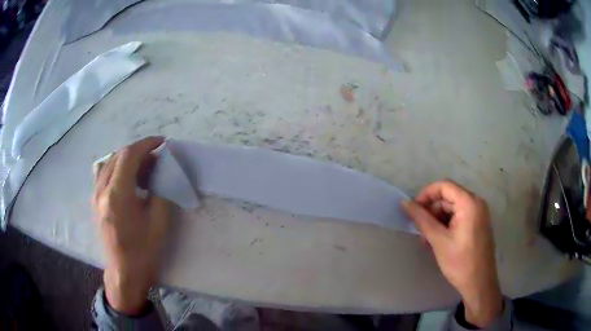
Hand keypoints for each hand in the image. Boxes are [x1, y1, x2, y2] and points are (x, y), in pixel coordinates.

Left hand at [93, 137, 170, 314]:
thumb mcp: (159, 222)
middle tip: (156, 159)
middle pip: (118, 156)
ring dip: (128, 159)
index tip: (161, 142)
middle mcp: (102, 190)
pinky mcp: (95, 202)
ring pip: (110, 163)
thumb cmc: (143, 251)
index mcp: (117, 195)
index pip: (129, 155)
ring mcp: (96, 195)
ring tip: (144, 168)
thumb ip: (160, 190)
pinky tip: (129, 179)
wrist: (124, 272)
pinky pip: (104, 174)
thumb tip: (163, 170)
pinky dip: (118, 168)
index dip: (146, 144)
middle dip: (138, 151)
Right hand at [403, 180, 502, 327]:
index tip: (413, 211)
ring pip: (452, 208)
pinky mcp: (478, 224)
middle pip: (448, 197)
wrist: (479, 283)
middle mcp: (476, 203)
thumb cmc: (460, 262)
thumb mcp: (438, 240)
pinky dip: (446, 225)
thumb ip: (422, 219)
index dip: (426, 195)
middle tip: (419, 230)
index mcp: (469, 203)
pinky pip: (459, 217)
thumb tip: (404, 203)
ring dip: (437, 220)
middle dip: (431, 211)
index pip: (443, 186)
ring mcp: (478, 213)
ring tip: (426, 240)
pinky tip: (437, 241)